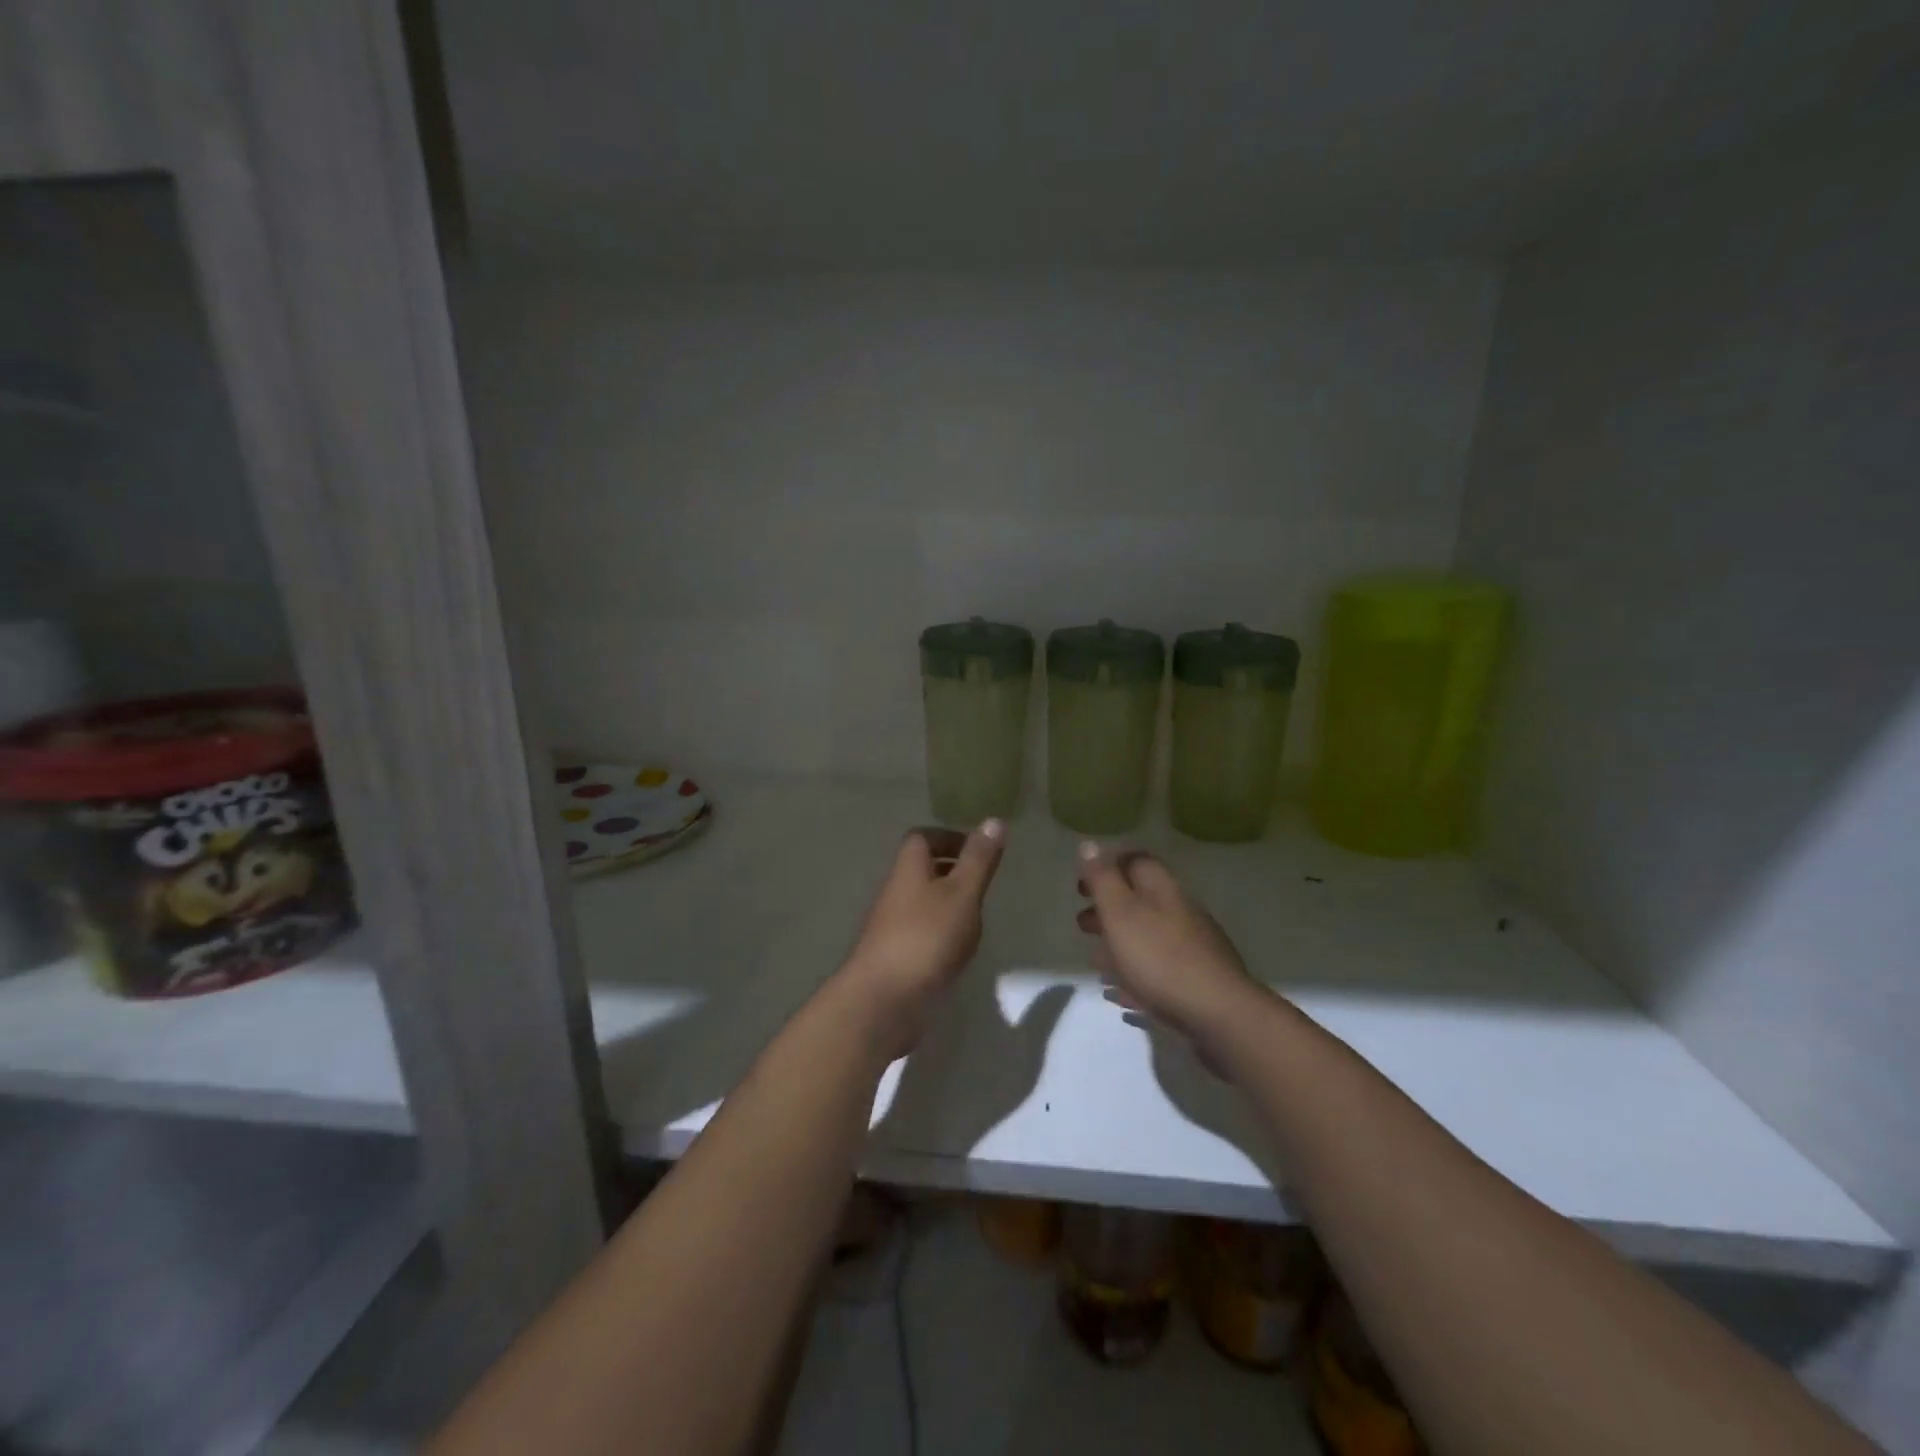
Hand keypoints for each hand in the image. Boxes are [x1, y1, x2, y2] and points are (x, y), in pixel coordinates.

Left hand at [836, 821, 1005, 1057]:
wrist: (884, 1000)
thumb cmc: (926, 937)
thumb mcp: (961, 893)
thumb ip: (978, 859)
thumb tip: (994, 820)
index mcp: (908, 869)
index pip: (922, 838)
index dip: (948, 838)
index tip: (977, 849)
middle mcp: (895, 892)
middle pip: (921, 870)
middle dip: (951, 870)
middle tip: (982, 882)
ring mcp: (892, 927)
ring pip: (922, 903)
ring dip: (947, 904)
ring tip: (977, 917)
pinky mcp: (895, 957)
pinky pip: (921, 934)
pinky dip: (941, 934)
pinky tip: (960, 951)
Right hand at [1075, 842, 1261, 1063]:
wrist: (1219, 1014)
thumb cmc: (1160, 958)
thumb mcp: (1120, 913)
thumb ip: (1103, 879)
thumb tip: (1089, 844)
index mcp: (1162, 889)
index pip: (1135, 862)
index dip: (1107, 867)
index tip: (1081, 885)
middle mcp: (1180, 911)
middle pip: (1140, 901)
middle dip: (1108, 909)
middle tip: (1082, 924)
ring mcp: (1192, 947)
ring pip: (1149, 936)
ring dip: (1120, 944)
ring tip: (1096, 962)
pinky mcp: (1197, 980)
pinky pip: (1159, 969)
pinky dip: (1136, 974)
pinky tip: (1121, 994)